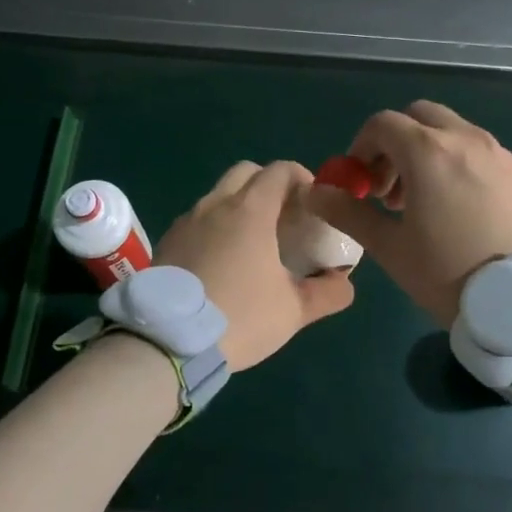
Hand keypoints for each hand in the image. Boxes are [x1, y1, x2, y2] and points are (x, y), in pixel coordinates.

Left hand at [155, 160, 354, 371]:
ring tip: (253, 242)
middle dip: (268, 184)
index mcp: (250, 210)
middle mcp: (215, 204)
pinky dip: (215, 226)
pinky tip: (222, 261)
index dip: (301, 178)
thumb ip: (328, 292)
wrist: (168, 341)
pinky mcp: (167, 241)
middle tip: (284, 216)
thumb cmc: (240, 317)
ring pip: (218, 195)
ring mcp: (186, 221)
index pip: (279, 171)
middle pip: (246, 172)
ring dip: (239, 206)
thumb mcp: (294, 310)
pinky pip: (197, 220)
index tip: (312, 202)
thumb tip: (344, 281)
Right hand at [309, 100, 511, 326]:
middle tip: (388, 188)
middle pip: (418, 116)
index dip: (360, 147)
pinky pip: (477, 151)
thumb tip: (316, 193)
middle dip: (395, 143)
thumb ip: (349, 213)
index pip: (382, 124)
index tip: (359, 183)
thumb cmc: (451, 274)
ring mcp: (498, 153)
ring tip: (421, 203)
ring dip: (426, 152)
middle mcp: (465, 139)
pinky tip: (457, 209)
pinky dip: (456, 162)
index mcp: (429, 151)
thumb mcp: (391, 248)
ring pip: (450, 131)